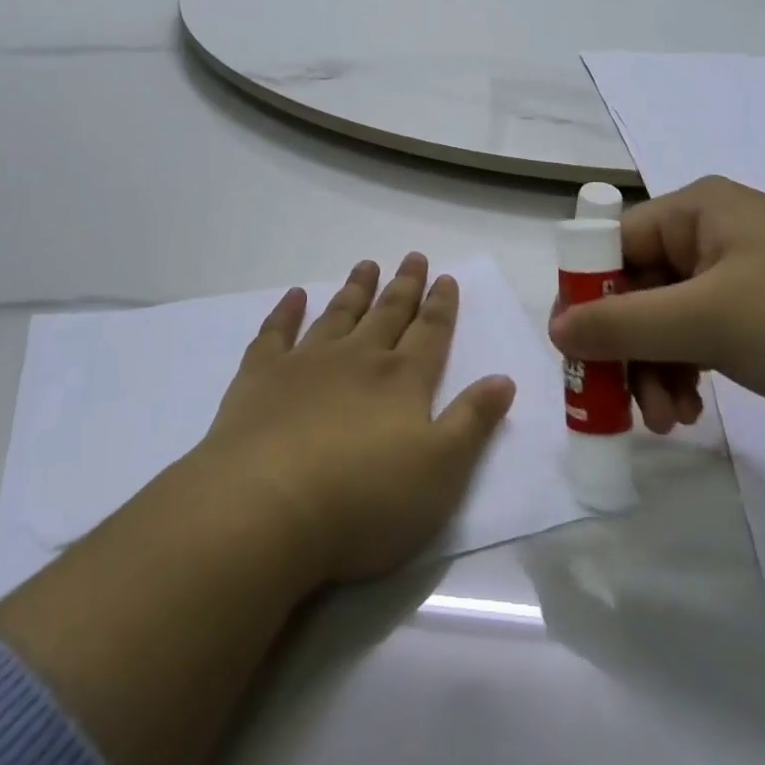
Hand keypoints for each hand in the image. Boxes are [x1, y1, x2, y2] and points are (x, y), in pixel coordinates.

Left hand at [194, 253, 516, 585]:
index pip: (430, 332)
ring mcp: (307, 363)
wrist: (267, 509)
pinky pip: (276, 332)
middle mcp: (358, 359)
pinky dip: (286, 311)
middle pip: (387, 314)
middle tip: (413, 256)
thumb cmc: (365, 501)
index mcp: (403, 380)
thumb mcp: (441, 472)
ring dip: (356, 289)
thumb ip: (472, 421)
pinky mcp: (261, 377)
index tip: (446, 276)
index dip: (441, 305)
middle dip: (404, 286)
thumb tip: (504, 378)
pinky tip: (294, 295)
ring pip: (339, 314)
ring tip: (367, 264)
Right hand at [547, 177, 764, 433]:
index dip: (589, 293)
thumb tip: (555, 329)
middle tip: (624, 404)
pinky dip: (687, 370)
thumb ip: (621, 324)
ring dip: (656, 368)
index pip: (614, 243)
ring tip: (670, 421)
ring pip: (666, 317)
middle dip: (629, 348)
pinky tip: (692, 411)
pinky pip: (699, 333)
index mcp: (697, 209)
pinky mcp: (760, 309)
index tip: (576, 349)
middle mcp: (713, 231)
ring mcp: (739, 271)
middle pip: (639, 286)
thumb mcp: (704, 320)